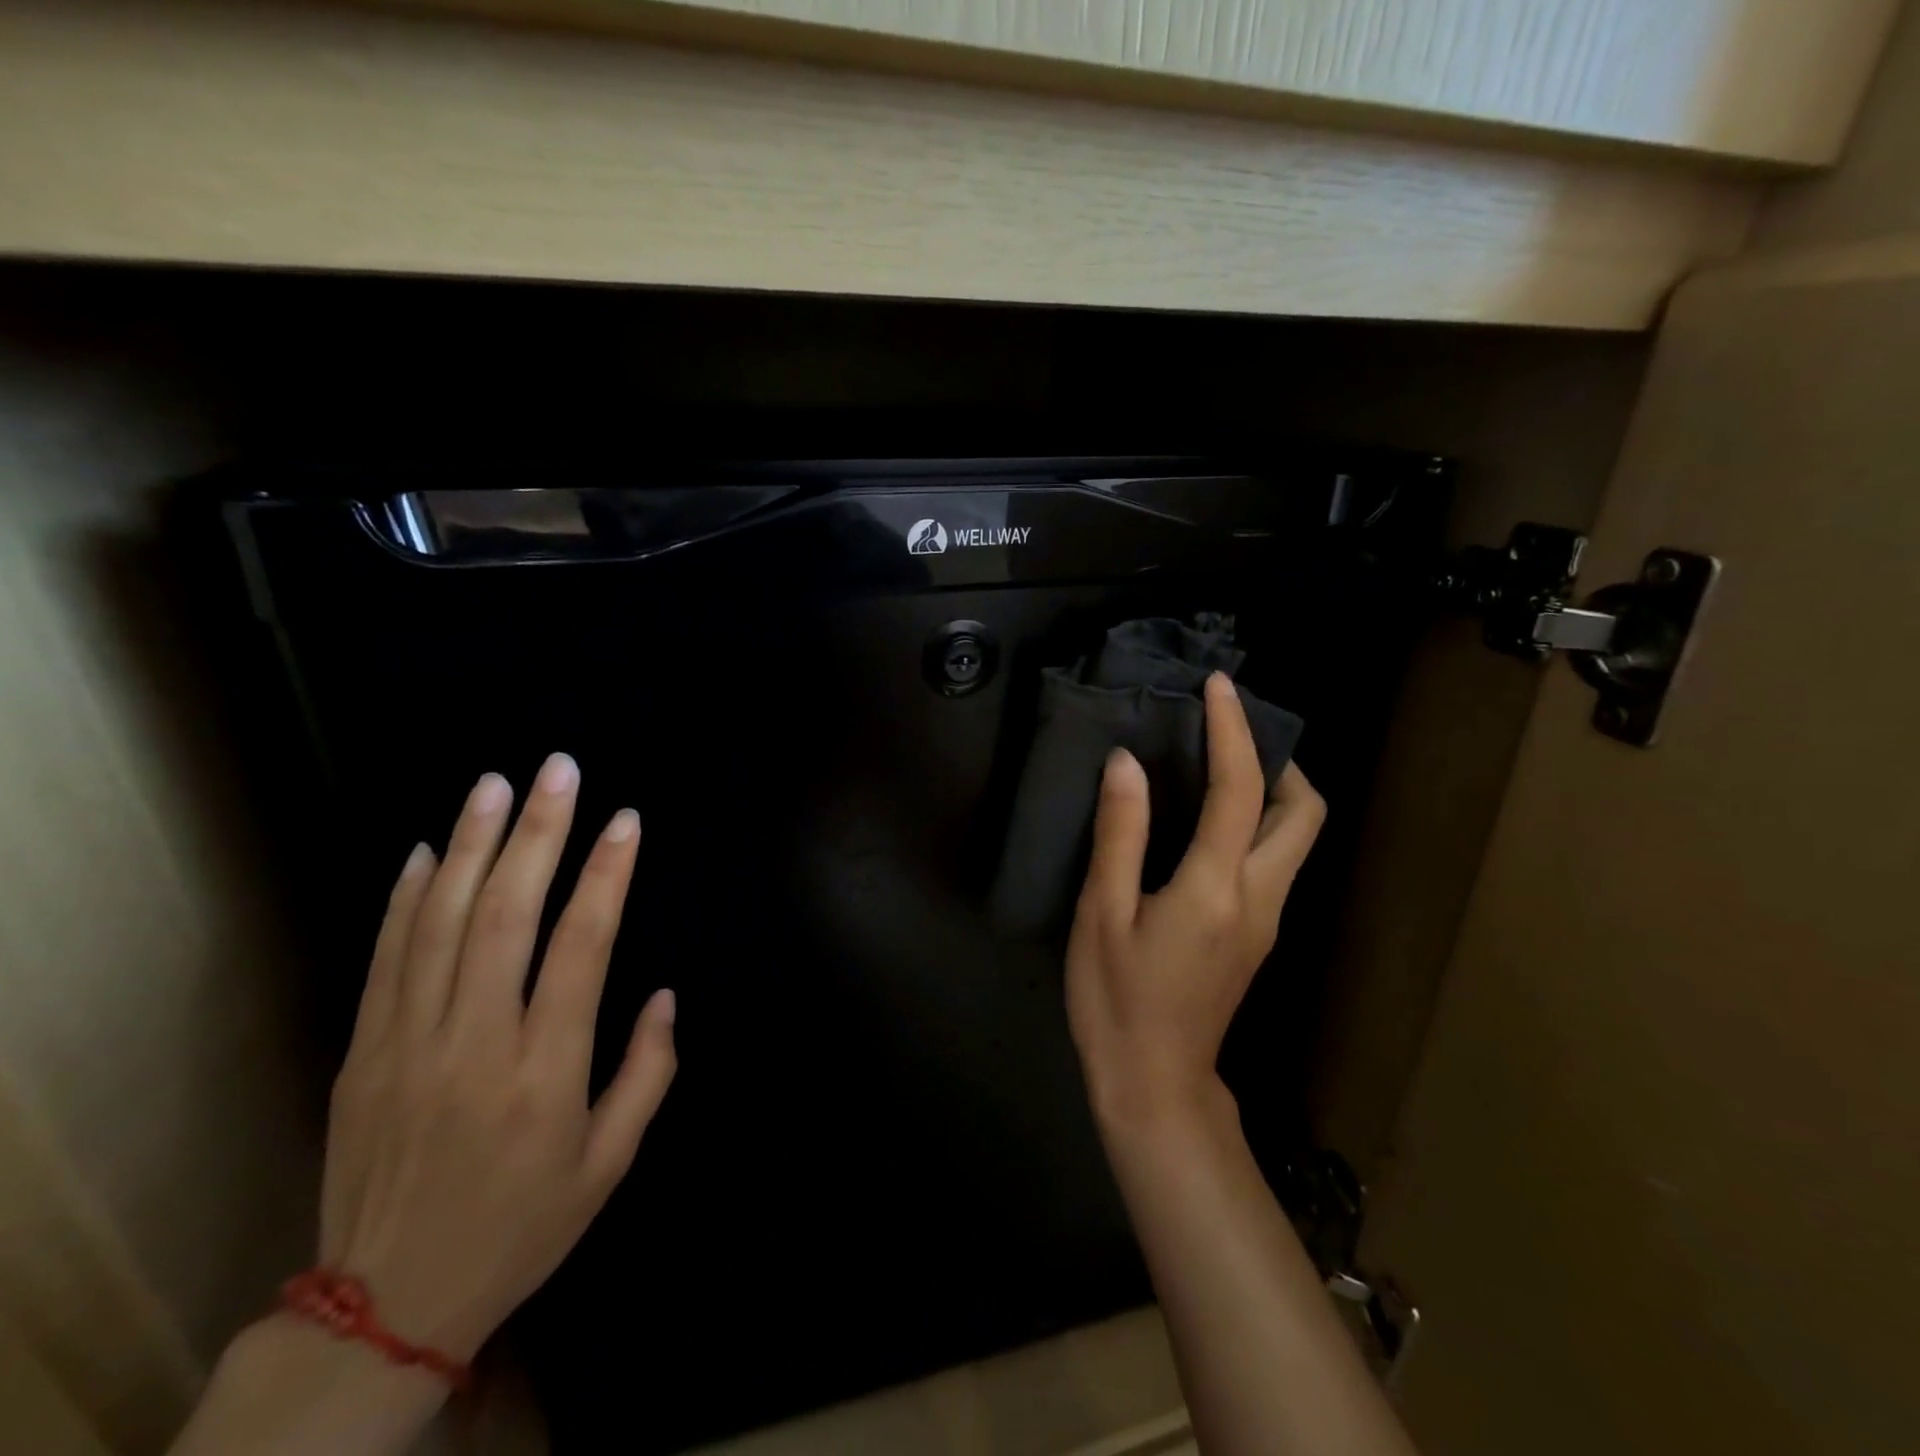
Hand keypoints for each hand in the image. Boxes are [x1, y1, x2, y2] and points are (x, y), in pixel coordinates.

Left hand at [319, 753, 676, 1361]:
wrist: (385, 1305)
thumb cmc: (522, 1224)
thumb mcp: (611, 1163)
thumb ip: (648, 1072)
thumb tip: (663, 993)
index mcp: (544, 1071)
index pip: (581, 947)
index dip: (606, 876)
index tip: (626, 821)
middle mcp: (474, 1043)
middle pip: (505, 915)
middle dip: (537, 833)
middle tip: (558, 770)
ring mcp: (409, 1042)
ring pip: (440, 922)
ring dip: (469, 845)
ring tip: (494, 784)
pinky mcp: (363, 1052)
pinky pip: (386, 958)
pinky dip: (404, 897)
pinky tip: (423, 850)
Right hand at [1065, 674, 1324, 1131]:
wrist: (1154, 1083)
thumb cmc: (1117, 999)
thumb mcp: (1101, 915)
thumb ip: (1120, 835)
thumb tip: (1126, 763)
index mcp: (1217, 887)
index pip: (1240, 789)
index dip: (1232, 729)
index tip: (1218, 687)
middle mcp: (1260, 897)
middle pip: (1305, 813)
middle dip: (1281, 761)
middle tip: (1228, 736)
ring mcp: (1267, 919)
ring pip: (1296, 838)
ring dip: (1273, 790)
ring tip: (1218, 765)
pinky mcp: (1258, 934)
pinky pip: (1274, 859)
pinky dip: (1258, 821)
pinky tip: (1210, 820)